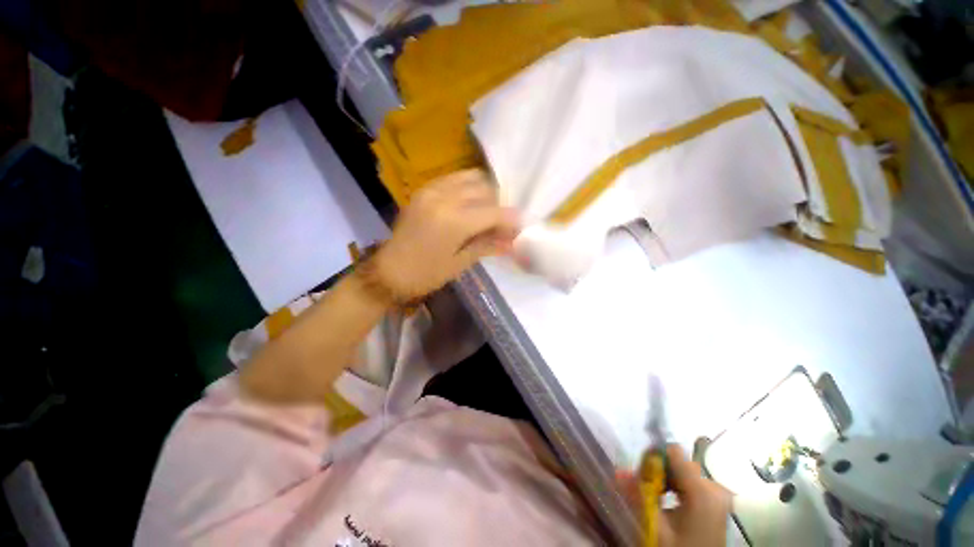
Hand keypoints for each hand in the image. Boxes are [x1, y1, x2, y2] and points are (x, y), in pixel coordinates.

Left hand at [372, 170, 518, 300]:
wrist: (389, 271)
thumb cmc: (426, 274)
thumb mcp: (460, 263)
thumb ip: (488, 246)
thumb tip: (513, 241)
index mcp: (453, 222)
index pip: (493, 212)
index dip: (511, 218)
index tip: (521, 225)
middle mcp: (443, 199)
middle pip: (484, 190)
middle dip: (499, 205)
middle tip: (503, 223)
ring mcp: (431, 190)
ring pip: (470, 178)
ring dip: (485, 192)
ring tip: (488, 211)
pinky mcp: (424, 190)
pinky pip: (453, 178)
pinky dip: (467, 186)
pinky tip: (470, 202)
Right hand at [618, 446, 732, 546]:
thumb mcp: (656, 528)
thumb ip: (638, 497)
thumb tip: (619, 470)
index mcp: (702, 491)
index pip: (674, 452)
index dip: (654, 458)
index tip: (641, 475)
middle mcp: (714, 487)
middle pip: (678, 462)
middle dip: (658, 472)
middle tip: (646, 490)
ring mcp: (718, 494)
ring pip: (683, 471)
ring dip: (666, 479)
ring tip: (656, 498)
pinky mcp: (716, 500)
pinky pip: (691, 481)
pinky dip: (676, 486)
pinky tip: (668, 501)